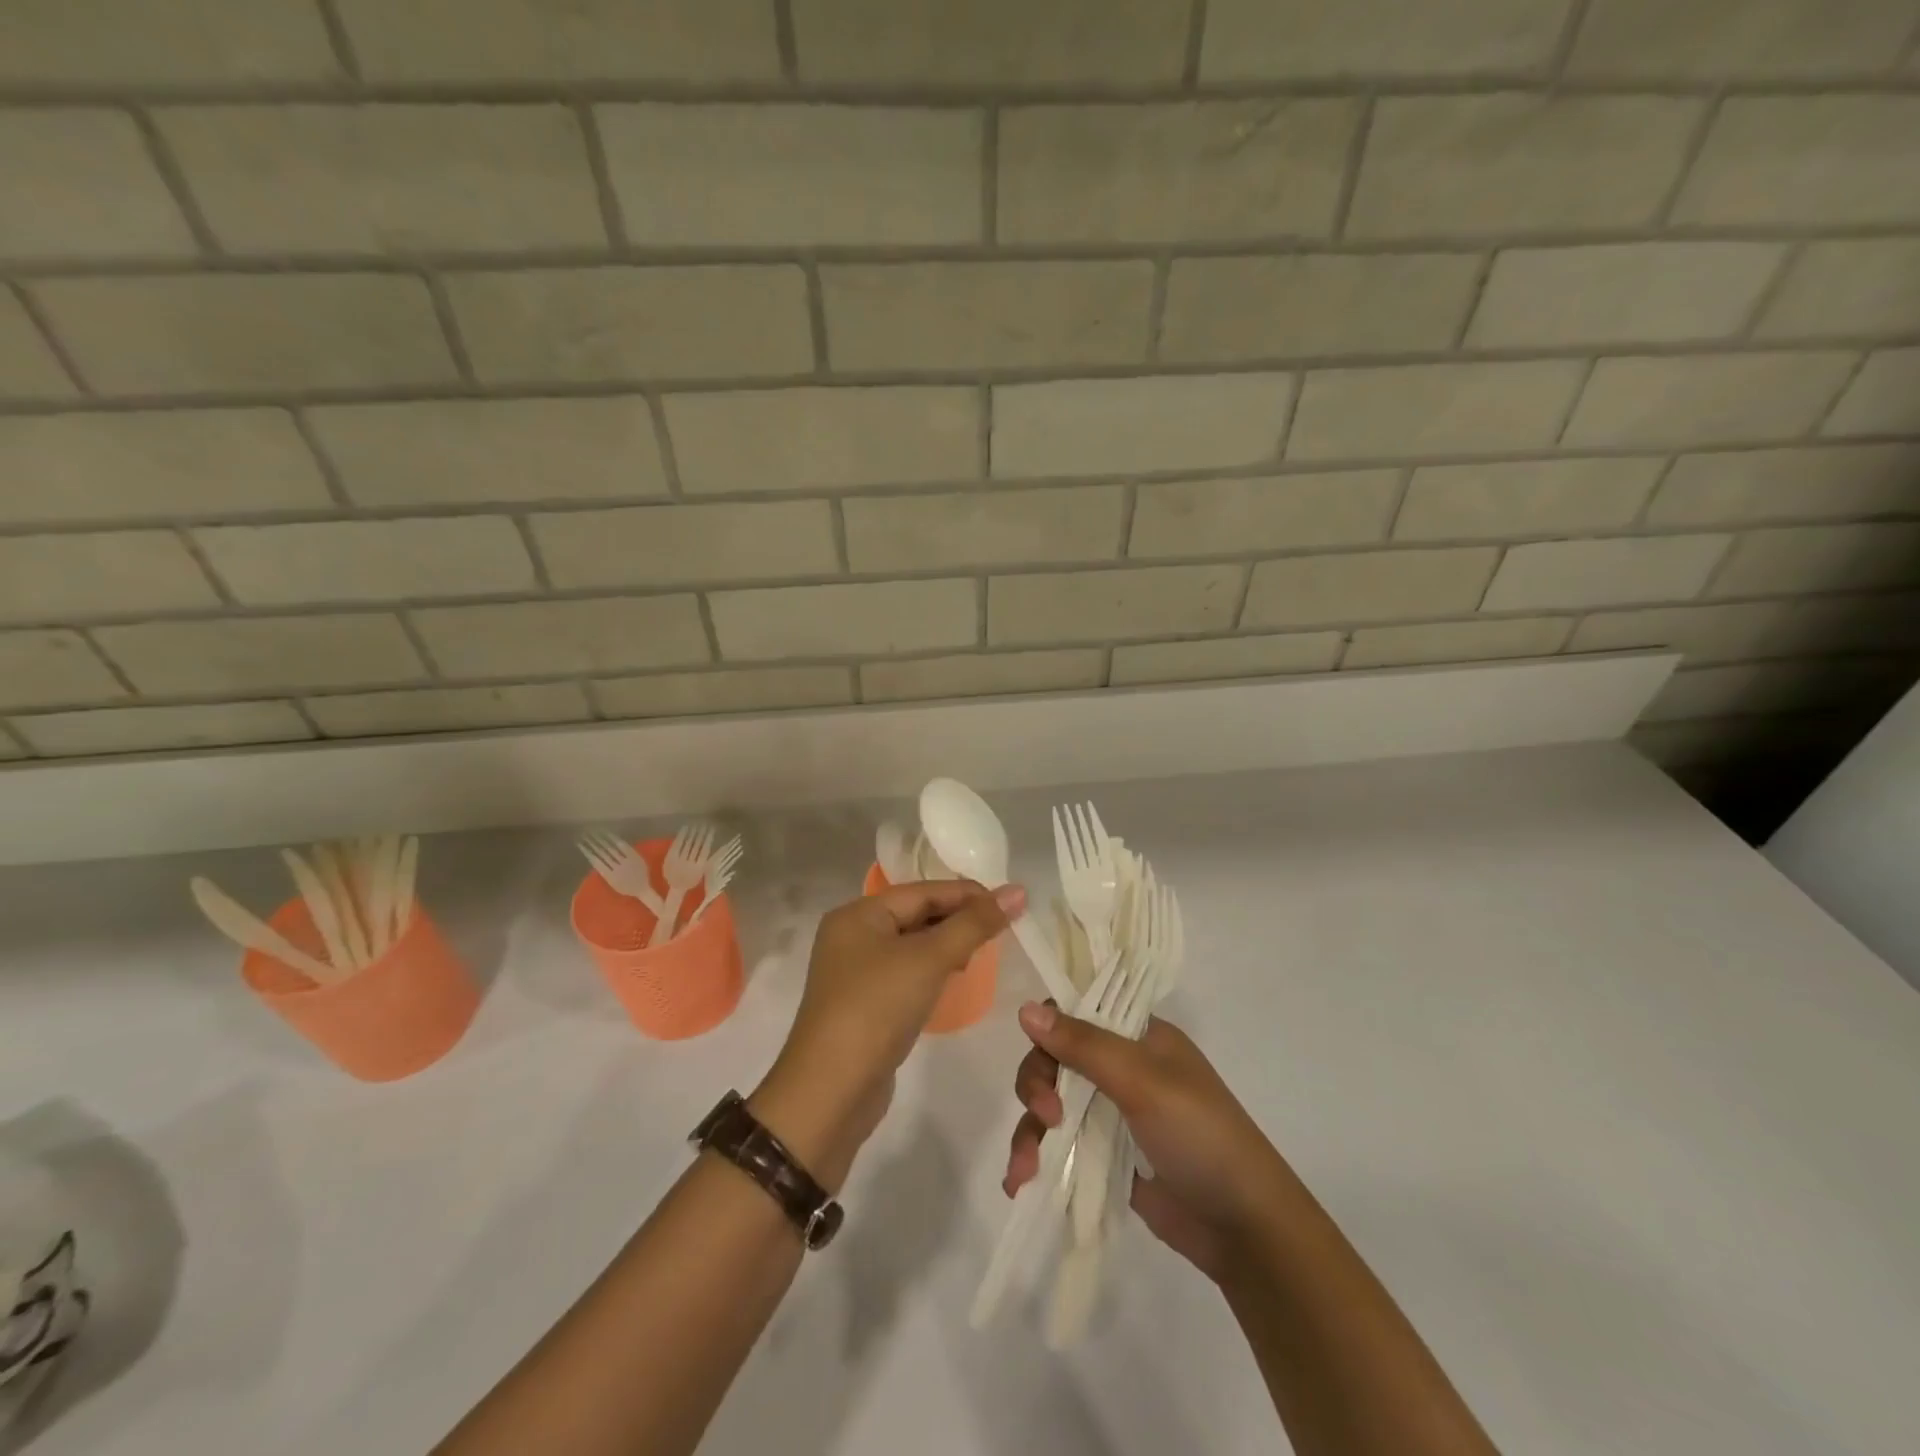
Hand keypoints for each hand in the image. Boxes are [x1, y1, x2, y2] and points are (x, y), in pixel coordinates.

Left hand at [754, 880, 1020, 1188]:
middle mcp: (852, 936)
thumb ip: (974, 924)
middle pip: (916, 914)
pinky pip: (906, 973)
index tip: (1011, 902)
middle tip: (1003, 928)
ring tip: (982, 951)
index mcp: (858, 914)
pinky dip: (932, 970)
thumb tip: (1016, 891)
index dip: (968, 894)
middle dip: (959, 919)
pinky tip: (954, 978)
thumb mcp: (929, 959)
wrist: (830, 1092)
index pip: (923, 892)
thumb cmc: (877, 1008)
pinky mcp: (864, 1004)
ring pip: (912, 945)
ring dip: (948, 945)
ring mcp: (855, 972)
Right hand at [1004, 1002, 1295, 1283]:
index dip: (1050, 1030)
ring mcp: (1112, 1114)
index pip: (1077, 1012)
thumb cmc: (1200, 1136)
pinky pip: (1059, 1146)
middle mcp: (1122, 1068)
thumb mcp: (1143, 1081)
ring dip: (1029, 1132)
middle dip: (1037, 1087)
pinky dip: (1037, 1159)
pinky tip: (1021, 1183)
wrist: (1244, 1228)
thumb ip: (1083, 1045)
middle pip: (1055, 1060)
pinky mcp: (1106, 1157)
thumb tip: (1024, 1009)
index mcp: (1138, 1036)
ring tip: (1024, 1171)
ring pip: (1050, 1105)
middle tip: (1046, 1118)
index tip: (1043, 1058)